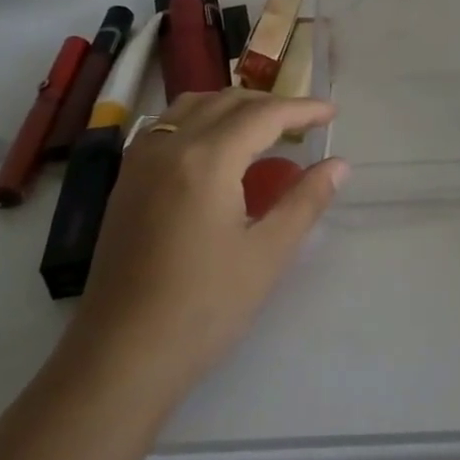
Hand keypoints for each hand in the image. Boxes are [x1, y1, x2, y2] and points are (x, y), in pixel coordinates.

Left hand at [63, 90, 346, 402]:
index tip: (332, 113)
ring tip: (261, 127)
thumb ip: (305, 201)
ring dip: (231, 106)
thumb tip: (338, 165)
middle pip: (226, 102)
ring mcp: (140, 163)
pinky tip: (212, 147)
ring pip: (190, 107)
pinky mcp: (124, 183)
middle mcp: (169, 147)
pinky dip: (198, 119)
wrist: (121, 358)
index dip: (302, 109)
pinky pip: (165, 126)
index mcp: (207, 160)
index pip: (263, 115)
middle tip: (303, 122)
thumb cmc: (203, 307)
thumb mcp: (267, 254)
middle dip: (269, 104)